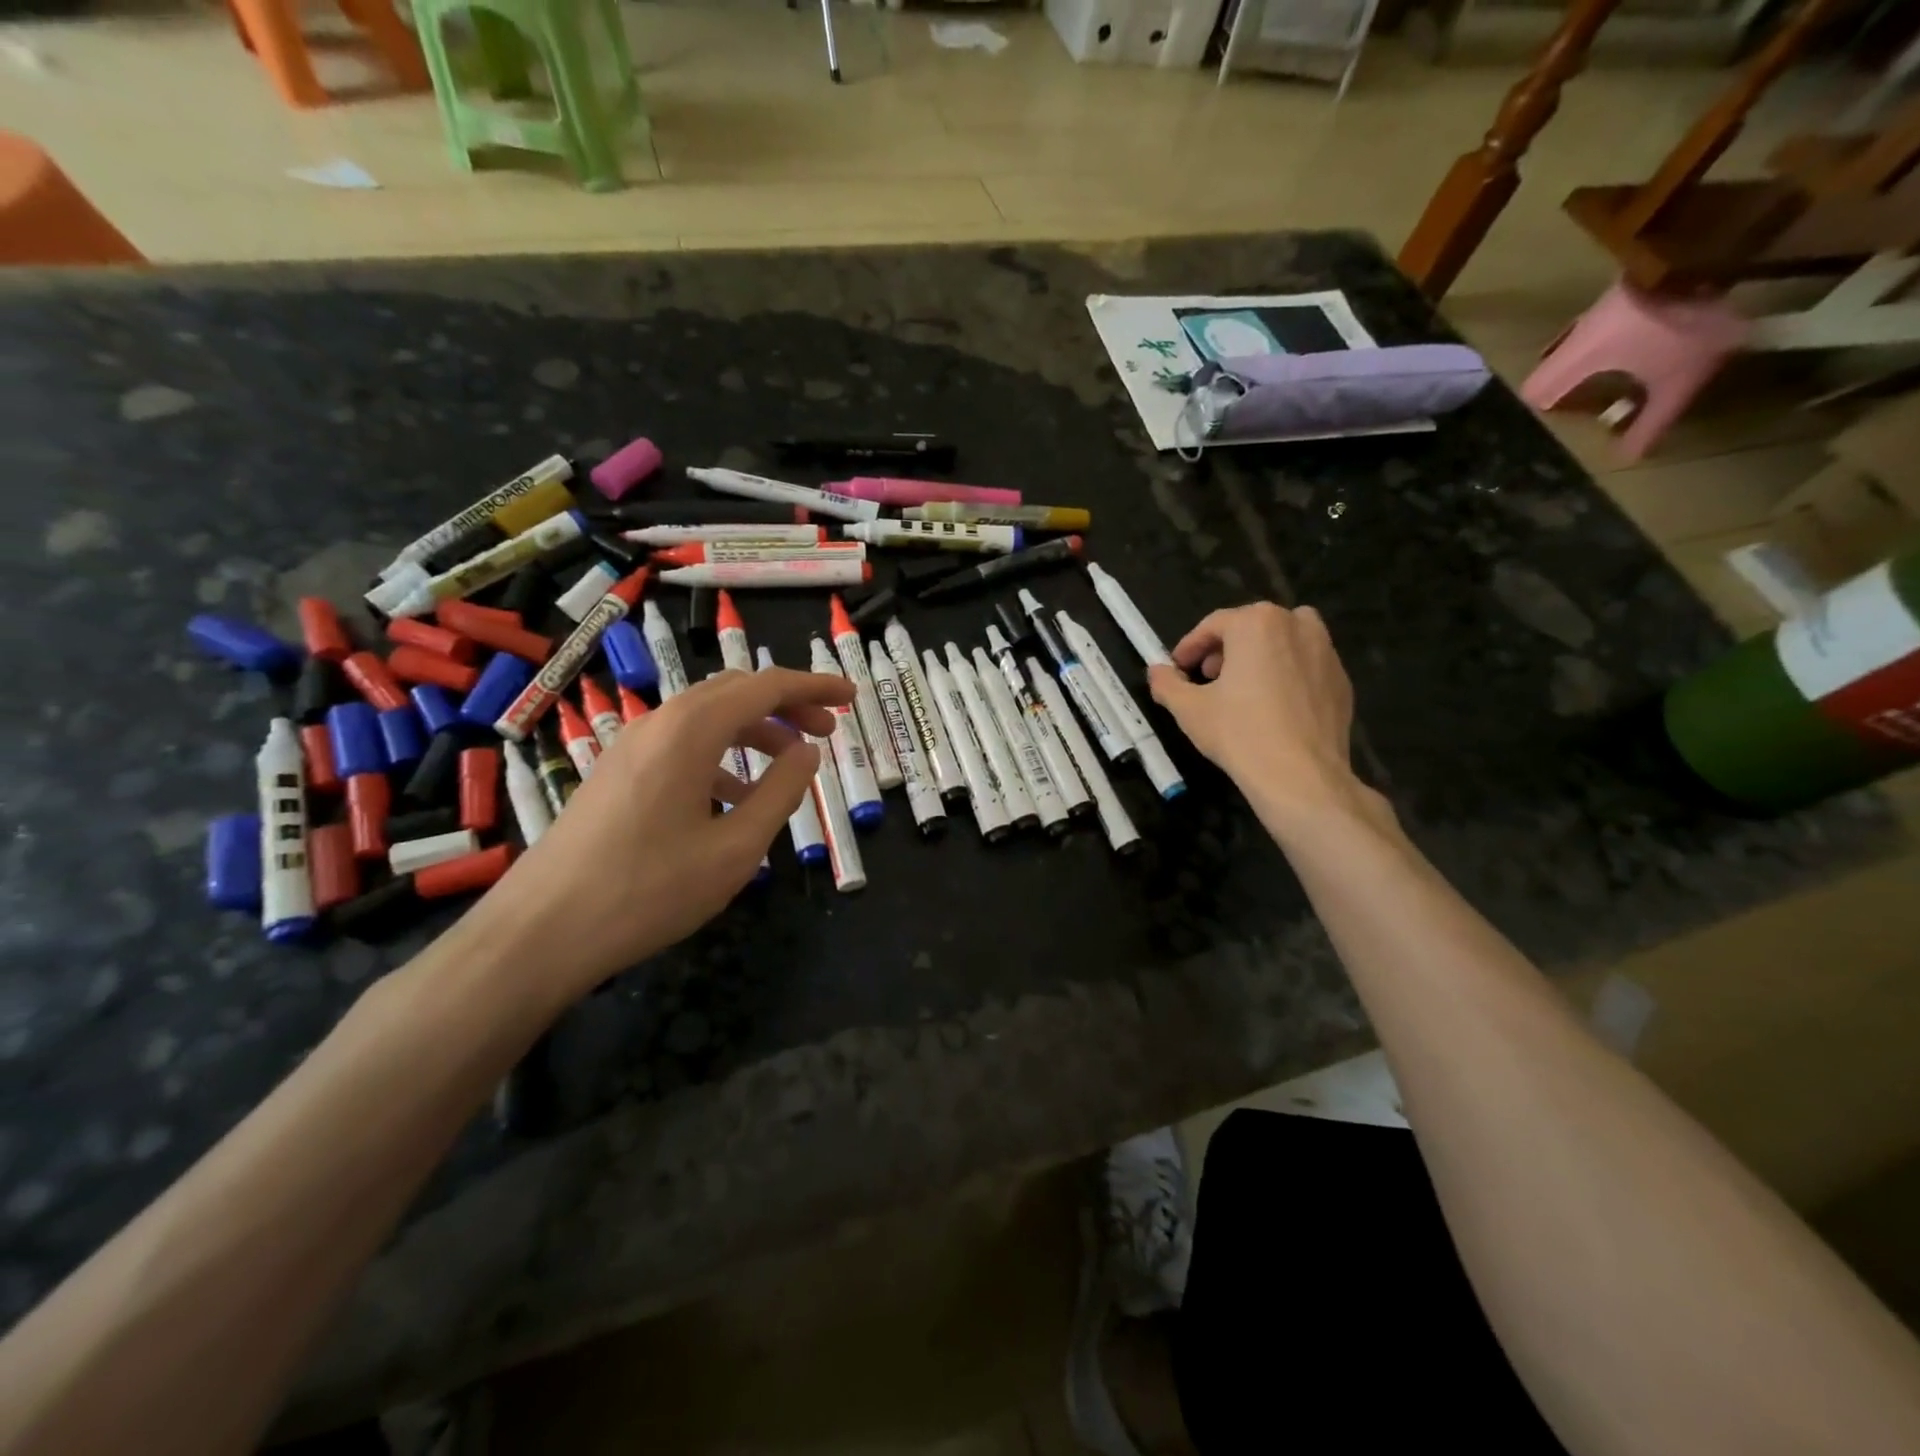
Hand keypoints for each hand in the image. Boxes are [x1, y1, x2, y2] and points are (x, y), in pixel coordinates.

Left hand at [478, 667, 853, 996]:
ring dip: (755, 732)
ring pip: (707, 718)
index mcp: (691, 730)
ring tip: (789, 767)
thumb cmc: (649, 890)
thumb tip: (808, 752)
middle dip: (787, 705)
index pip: (766, 686)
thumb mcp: (735, 848)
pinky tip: (734, 799)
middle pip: (735, 693)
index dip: (815, 686)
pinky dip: (721, 757)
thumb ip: (781, 793)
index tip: (851, 698)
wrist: (541, 931)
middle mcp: (659, 723)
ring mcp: (632, 747)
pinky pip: (681, 746)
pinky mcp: (617, 772)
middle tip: (827, 731)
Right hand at [1148, 602, 1381, 833]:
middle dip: (1226, 649)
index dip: (1190, 647)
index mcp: (1257, 623)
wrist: (1300, 775)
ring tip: (1243, 688)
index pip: (1214, 625)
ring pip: (1284, 641)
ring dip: (1260, 656)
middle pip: (1251, 627)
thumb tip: (1156, 671)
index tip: (1177, 668)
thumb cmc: (1238, 733)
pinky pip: (1306, 666)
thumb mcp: (1189, 708)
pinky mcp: (1342, 680)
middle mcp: (1296, 625)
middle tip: (1208, 678)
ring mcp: (1326, 651)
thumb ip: (1167, 683)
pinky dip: (1287, 675)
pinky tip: (1273, 707)